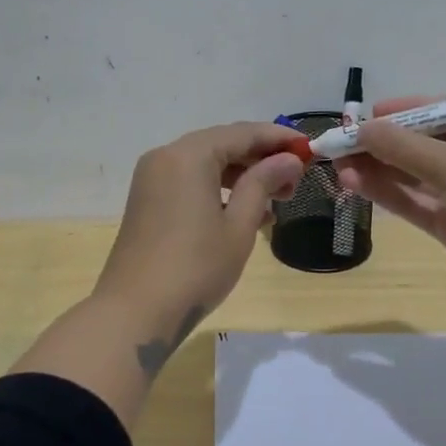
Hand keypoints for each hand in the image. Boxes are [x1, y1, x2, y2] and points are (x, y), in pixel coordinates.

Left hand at [94, 121, 305, 368]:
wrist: (136, 311)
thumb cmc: (196, 268)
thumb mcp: (238, 226)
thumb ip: (263, 184)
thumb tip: (289, 159)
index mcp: (189, 155)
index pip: (242, 133)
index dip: (278, 139)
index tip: (309, 148)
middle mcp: (166, 157)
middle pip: (221, 144)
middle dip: (260, 159)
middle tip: (295, 180)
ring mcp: (152, 179)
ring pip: (205, 164)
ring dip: (240, 176)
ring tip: (277, 200)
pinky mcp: (147, 200)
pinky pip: (189, 182)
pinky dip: (217, 189)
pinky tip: (244, 212)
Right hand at [335, 97, 445, 318]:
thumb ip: (404, 147)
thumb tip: (360, 129)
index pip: (443, 111)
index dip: (404, 112)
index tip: (366, 115)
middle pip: (423, 144)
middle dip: (383, 144)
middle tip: (341, 144)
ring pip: (414, 176)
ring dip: (379, 169)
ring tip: (338, 166)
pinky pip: (415, 203)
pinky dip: (388, 194)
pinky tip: (355, 184)